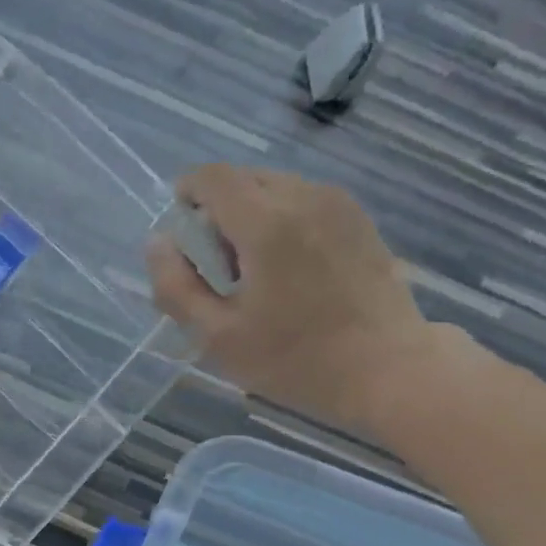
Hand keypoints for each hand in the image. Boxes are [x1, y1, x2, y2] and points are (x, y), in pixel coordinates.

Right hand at [146, 164, 444, 434]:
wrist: (387, 369)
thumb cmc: (295, 360)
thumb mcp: (219, 337)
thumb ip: (177, 287)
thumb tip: (158, 243)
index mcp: (266, 222)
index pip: (212, 177)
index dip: (186, 193)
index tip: (181, 231)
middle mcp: (303, 196)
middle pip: (244, 179)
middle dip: (218, 211)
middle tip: (217, 266)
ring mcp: (338, 205)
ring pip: (276, 188)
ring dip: (252, 216)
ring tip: (255, 272)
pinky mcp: (359, 220)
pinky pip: (306, 202)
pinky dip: (284, 221)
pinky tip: (290, 271)